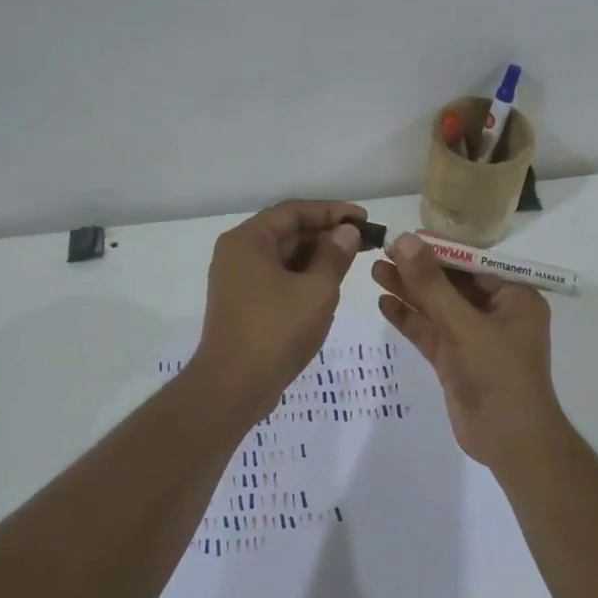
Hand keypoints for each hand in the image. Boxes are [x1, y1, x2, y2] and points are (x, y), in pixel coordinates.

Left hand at [192, 200, 366, 411]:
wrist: (234, 386)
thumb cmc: (276, 330)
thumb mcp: (317, 290)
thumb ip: (335, 255)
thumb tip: (347, 232)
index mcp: (248, 240)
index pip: (294, 211)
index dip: (332, 211)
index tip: (364, 219)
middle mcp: (237, 253)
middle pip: (287, 231)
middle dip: (326, 233)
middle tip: (364, 240)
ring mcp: (238, 279)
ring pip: (283, 256)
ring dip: (317, 255)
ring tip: (352, 260)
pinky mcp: (243, 303)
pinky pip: (277, 277)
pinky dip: (303, 275)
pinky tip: (328, 283)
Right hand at [371, 232, 565, 470]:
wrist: (510, 441)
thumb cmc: (498, 374)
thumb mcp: (464, 325)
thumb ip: (432, 284)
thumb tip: (404, 240)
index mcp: (515, 297)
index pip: (472, 263)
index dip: (437, 249)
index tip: (403, 237)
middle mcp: (496, 313)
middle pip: (452, 284)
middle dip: (418, 270)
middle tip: (381, 253)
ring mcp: (474, 338)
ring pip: (438, 308)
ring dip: (409, 292)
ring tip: (374, 272)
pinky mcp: (456, 361)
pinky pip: (431, 333)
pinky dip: (410, 320)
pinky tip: (385, 304)